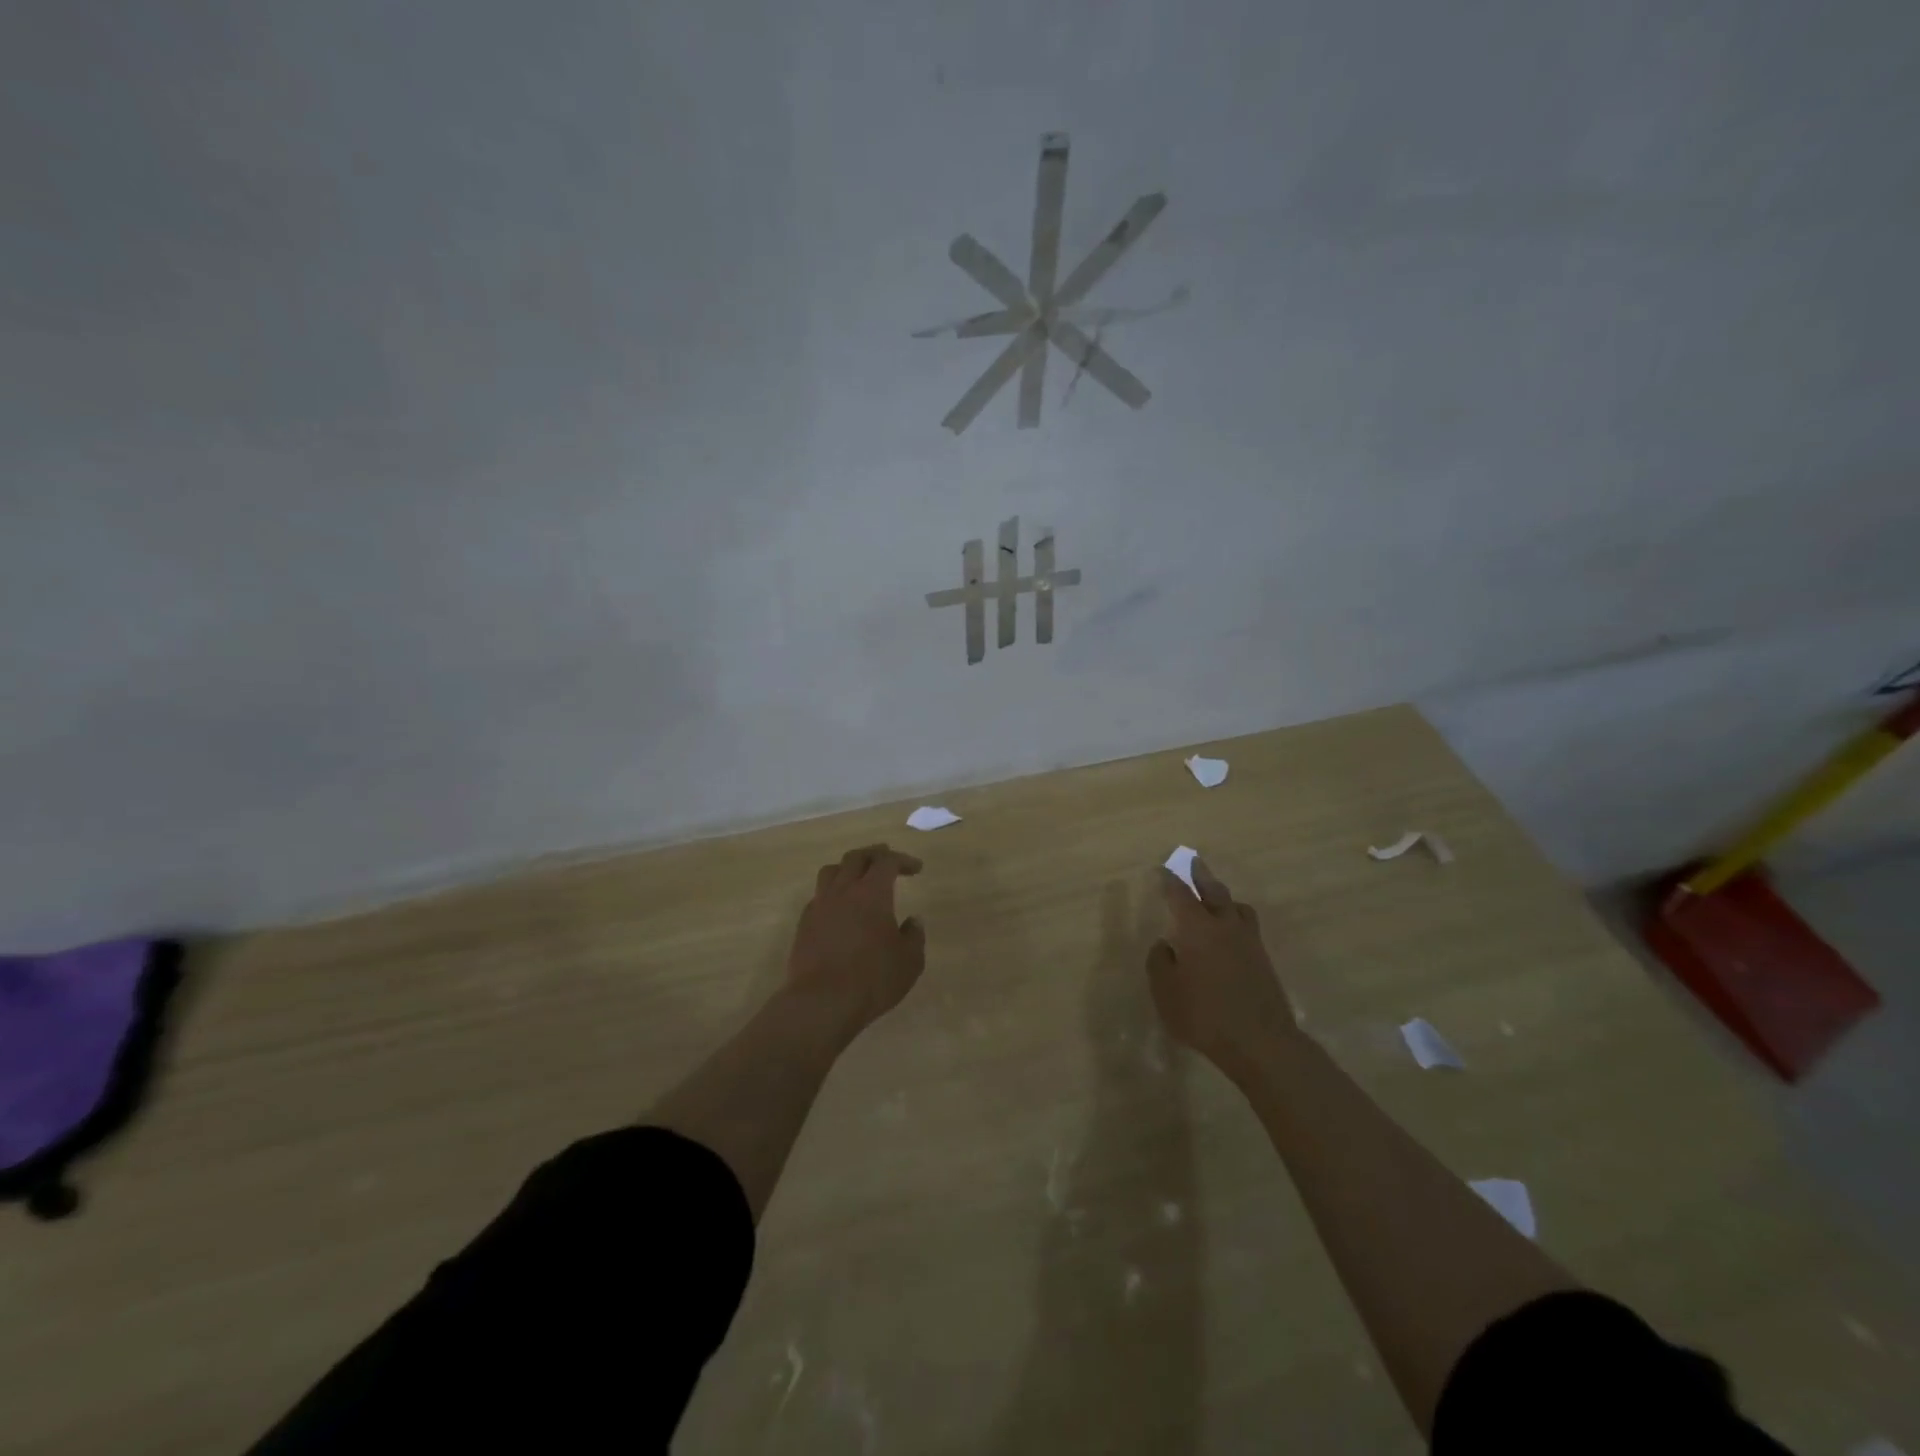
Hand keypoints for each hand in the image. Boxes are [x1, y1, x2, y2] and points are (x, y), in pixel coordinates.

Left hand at [786, 843, 926, 1035]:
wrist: (821, 1002)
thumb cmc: (873, 979)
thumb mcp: (909, 961)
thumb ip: (914, 936)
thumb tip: (914, 921)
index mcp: (872, 892)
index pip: (887, 861)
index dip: (903, 860)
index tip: (916, 868)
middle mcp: (843, 891)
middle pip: (856, 858)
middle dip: (874, 854)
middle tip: (886, 858)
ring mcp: (820, 906)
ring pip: (831, 871)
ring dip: (848, 868)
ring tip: (858, 877)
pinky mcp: (804, 924)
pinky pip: (819, 896)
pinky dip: (832, 892)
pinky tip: (840, 908)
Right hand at [1147, 857, 1299, 1072]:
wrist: (1260, 1042)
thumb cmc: (1204, 1015)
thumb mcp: (1165, 991)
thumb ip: (1160, 962)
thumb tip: (1165, 945)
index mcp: (1197, 929)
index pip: (1180, 895)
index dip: (1170, 882)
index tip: (1163, 870)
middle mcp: (1224, 926)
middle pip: (1214, 892)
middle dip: (1201, 876)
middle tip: (1195, 862)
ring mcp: (1248, 942)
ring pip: (1237, 907)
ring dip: (1224, 896)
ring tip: (1217, 897)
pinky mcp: (1263, 960)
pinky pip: (1248, 927)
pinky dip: (1236, 919)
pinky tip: (1231, 932)